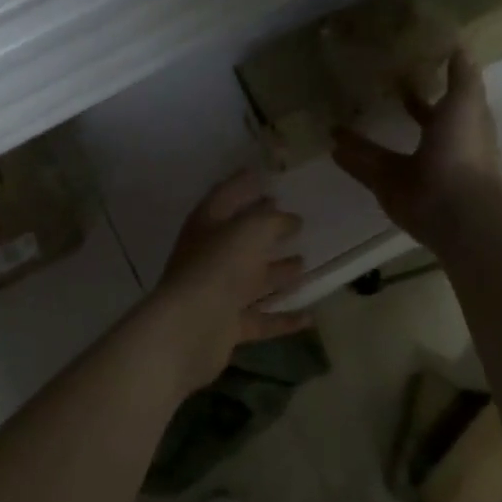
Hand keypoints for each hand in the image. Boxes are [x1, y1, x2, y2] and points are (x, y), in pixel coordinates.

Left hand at [153, 172, 309, 389]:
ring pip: (251, 280)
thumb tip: (290, 218)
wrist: (191, 328)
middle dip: (266, 230)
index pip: (224, 196)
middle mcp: (208, 256)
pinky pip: (260, 319)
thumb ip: (272, 220)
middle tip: (296, 222)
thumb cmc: (219, 266)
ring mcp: (216, 294)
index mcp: (206, 225)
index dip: (242, 184)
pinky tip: (310, 317)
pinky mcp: (226, 327)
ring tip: (305, 263)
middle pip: (240, 240)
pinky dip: (283, 318)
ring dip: (277, 272)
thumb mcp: (250, 230)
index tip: (264, 174)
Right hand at [332, 51, 501, 248]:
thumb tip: (459, 44)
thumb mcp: (465, 101)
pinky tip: (329, 144)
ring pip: (382, 150)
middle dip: (399, 110)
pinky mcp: (388, 189)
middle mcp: (435, 150)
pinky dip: (349, 159)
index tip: (408, 69)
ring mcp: (410, 172)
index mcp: (457, 129)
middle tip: (371, 88)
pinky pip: (364, 170)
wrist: (453, 206)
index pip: (443, 105)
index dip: (430, 90)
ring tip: (337, 118)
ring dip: (362, 138)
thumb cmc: (463, 148)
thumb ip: (460, 76)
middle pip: (415, 127)